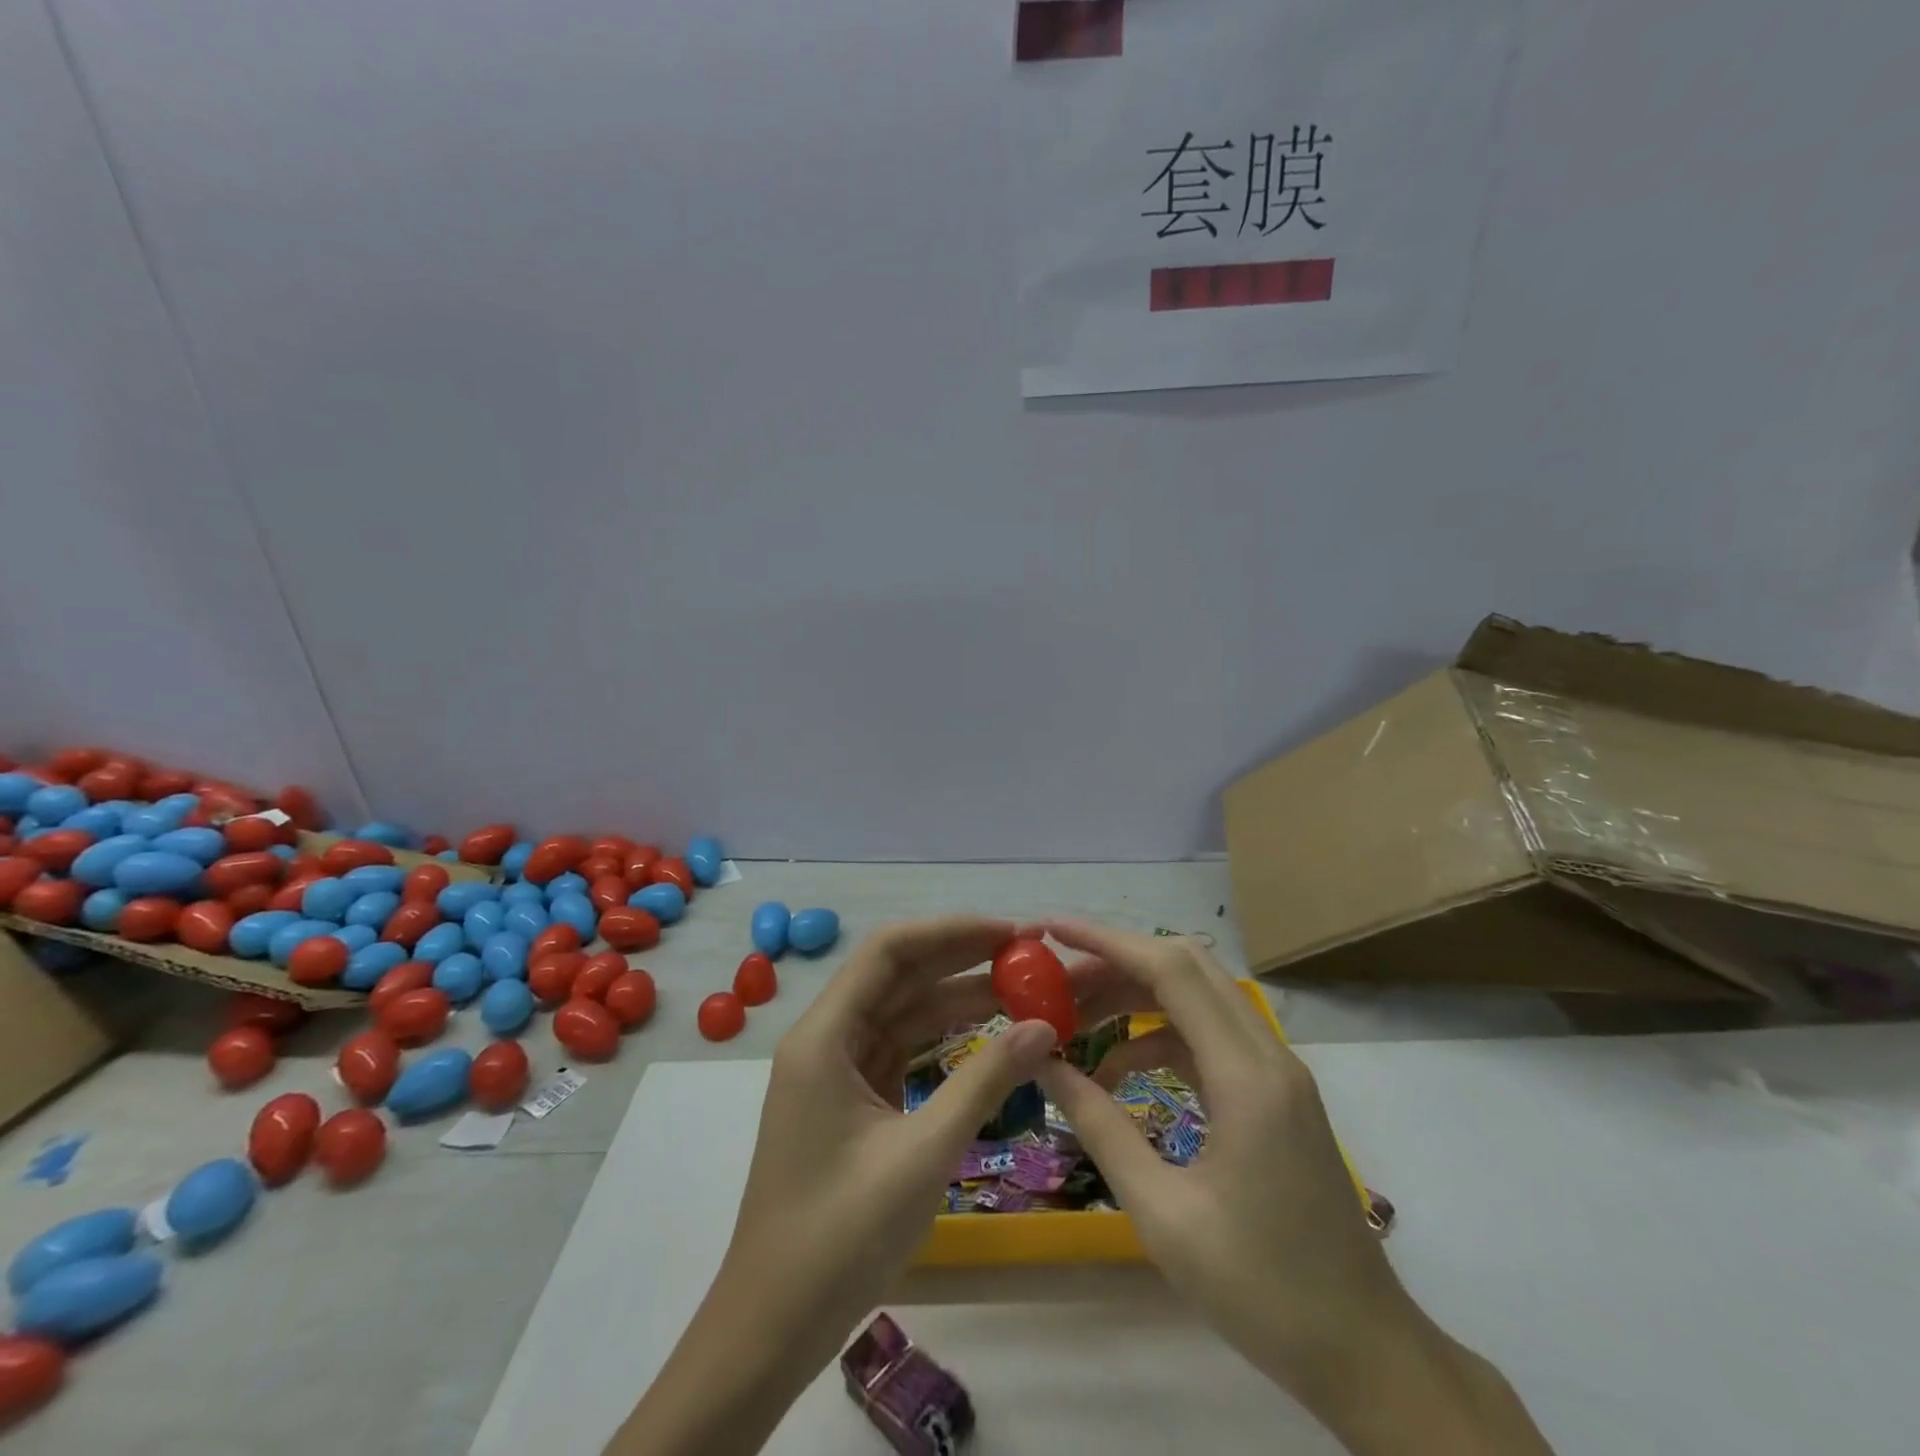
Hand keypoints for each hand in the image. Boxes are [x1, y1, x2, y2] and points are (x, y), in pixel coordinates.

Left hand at [725, 915, 1056, 1326]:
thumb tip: (1044, 1027)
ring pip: (901, 1012)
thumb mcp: (923, 1154)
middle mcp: (825, 1039)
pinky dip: (941, 1040)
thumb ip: (984, 1082)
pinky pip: (900, 1050)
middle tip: (1026, 957)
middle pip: (897, 976)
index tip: (1008, 934)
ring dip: (955, 1000)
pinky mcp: (850, 1100)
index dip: (950, 932)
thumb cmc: (839, 1238)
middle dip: (959, 960)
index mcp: (824, 1036)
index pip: (889, 951)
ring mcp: (835, 1071)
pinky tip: (985, 1034)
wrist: (771, 1329)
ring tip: (1020, 991)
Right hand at [1036, 921, 1551, 1454]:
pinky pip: (1207, 1036)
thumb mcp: (1162, 1213)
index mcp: (1247, 1077)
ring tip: (1075, 1022)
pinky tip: (1118, 1071)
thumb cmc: (1262, 1291)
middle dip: (1115, 962)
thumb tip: (1044, 1065)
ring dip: (1134, 996)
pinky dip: (1157, 1036)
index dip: (1106, 941)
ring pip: (1196, 997)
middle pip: (1186, 968)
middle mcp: (1267, 1055)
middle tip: (1056, 984)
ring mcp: (1275, 1071)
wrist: (1364, 1352)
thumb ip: (1100, 1127)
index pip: (1171, 970)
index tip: (1050, 930)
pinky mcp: (1272, 1092)